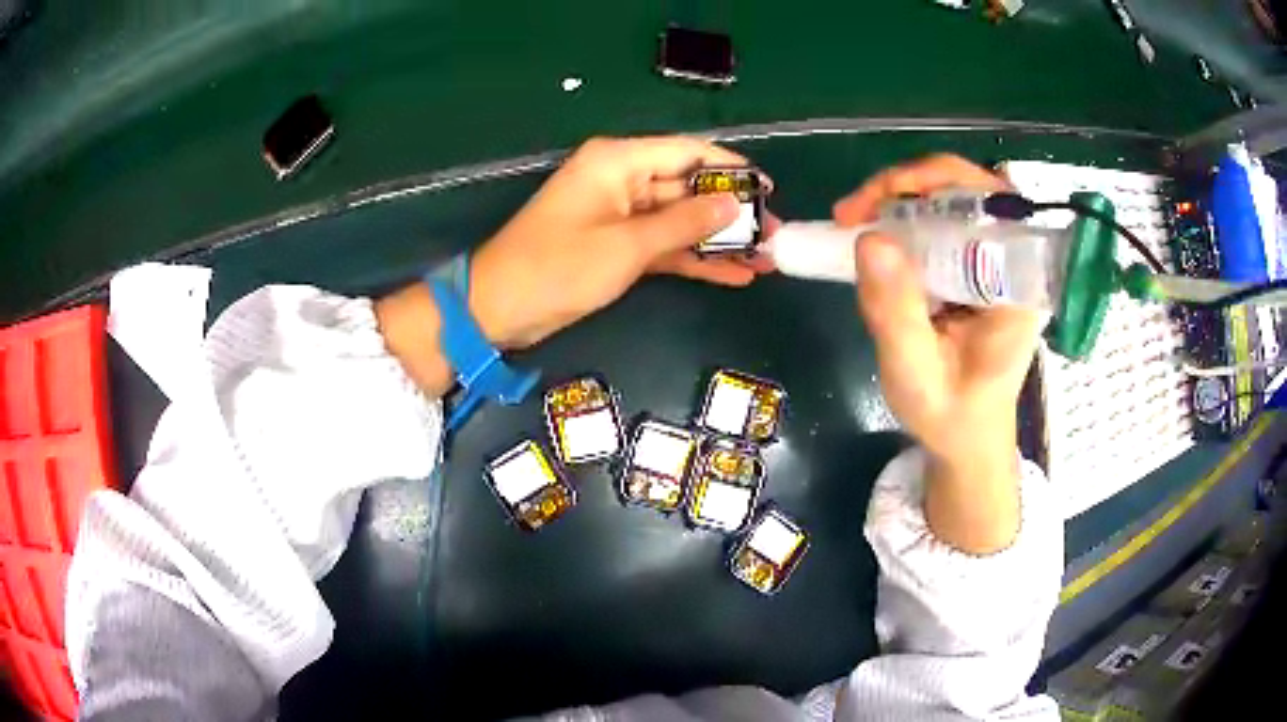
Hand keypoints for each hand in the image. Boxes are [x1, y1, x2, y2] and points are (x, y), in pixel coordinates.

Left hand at [470, 136, 774, 348]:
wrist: (499, 309)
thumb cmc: (557, 268)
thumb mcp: (627, 245)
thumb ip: (684, 223)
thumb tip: (734, 205)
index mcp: (618, 161)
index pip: (689, 152)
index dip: (732, 169)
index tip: (770, 190)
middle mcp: (622, 179)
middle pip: (689, 187)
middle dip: (732, 213)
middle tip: (776, 236)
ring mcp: (620, 214)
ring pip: (680, 220)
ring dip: (719, 240)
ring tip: (766, 260)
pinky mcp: (618, 245)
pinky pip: (664, 245)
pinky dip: (694, 259)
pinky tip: (733, 275)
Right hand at [834, 155, 1039, 552]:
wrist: (967, 437)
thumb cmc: (951, 417)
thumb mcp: (917, 377)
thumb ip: (897, 315)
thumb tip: (868, 237)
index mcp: (1020, 287)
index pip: (992, 203)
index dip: (936, 184)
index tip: (879, 203)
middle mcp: (1015, 262)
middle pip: (968, 187)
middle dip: (905, 186)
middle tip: (850, 213)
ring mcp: (996, 259)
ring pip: (951, 196)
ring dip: (897, 198)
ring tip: (851, 222)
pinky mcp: (977, 263)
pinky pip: (941, 219)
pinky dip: (901, 217)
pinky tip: (872, 237)